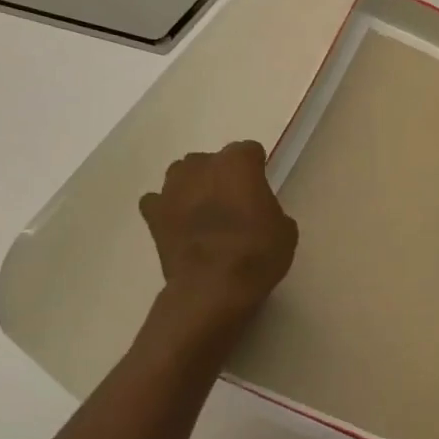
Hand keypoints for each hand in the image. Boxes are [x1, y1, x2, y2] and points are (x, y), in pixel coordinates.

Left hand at [139, 142, 297, 318]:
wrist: (213, 286)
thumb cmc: (257, 252)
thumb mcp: (285, 229)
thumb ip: (270, 208)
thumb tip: (259, 212)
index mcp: (238, 163)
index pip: (249, 151)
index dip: (256, 168)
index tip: (261, 185)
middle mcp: (201, 166)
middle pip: (212, 160)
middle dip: (221, 175)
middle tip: (234, 201)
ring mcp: (172, 188)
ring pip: (182, 174)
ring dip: (193, 186)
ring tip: (204, 211)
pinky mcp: (152, 214)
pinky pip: (158, 200)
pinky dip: (167, 208)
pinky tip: (178, 223)